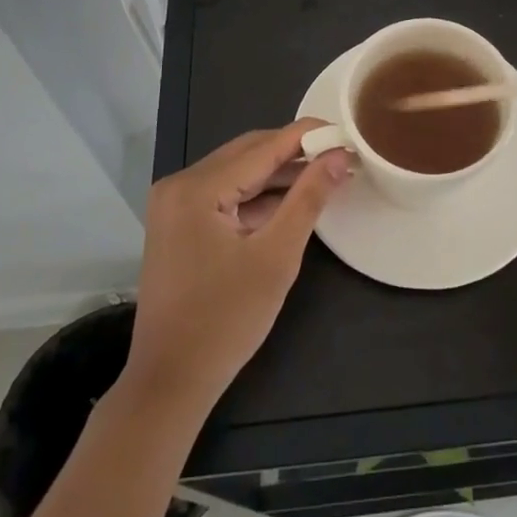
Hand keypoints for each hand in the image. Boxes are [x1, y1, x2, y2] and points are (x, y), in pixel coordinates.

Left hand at [126, 121, 354, 408]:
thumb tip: (339, 155)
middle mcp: (180, 184)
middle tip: (339, 155)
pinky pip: (224, 194)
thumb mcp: (277, 257)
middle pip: (248, 153)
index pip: (263, 146)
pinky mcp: (178, 223)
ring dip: (278, 173)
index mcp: (197, 188)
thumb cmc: (225, 322)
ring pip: (237, 172)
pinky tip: (291, 200)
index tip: (346, 133)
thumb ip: (308, 199)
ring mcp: (175, 204)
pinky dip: (257, 196)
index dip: (307, 136)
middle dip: (294, 152)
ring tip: (324, 175)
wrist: (170, 383)